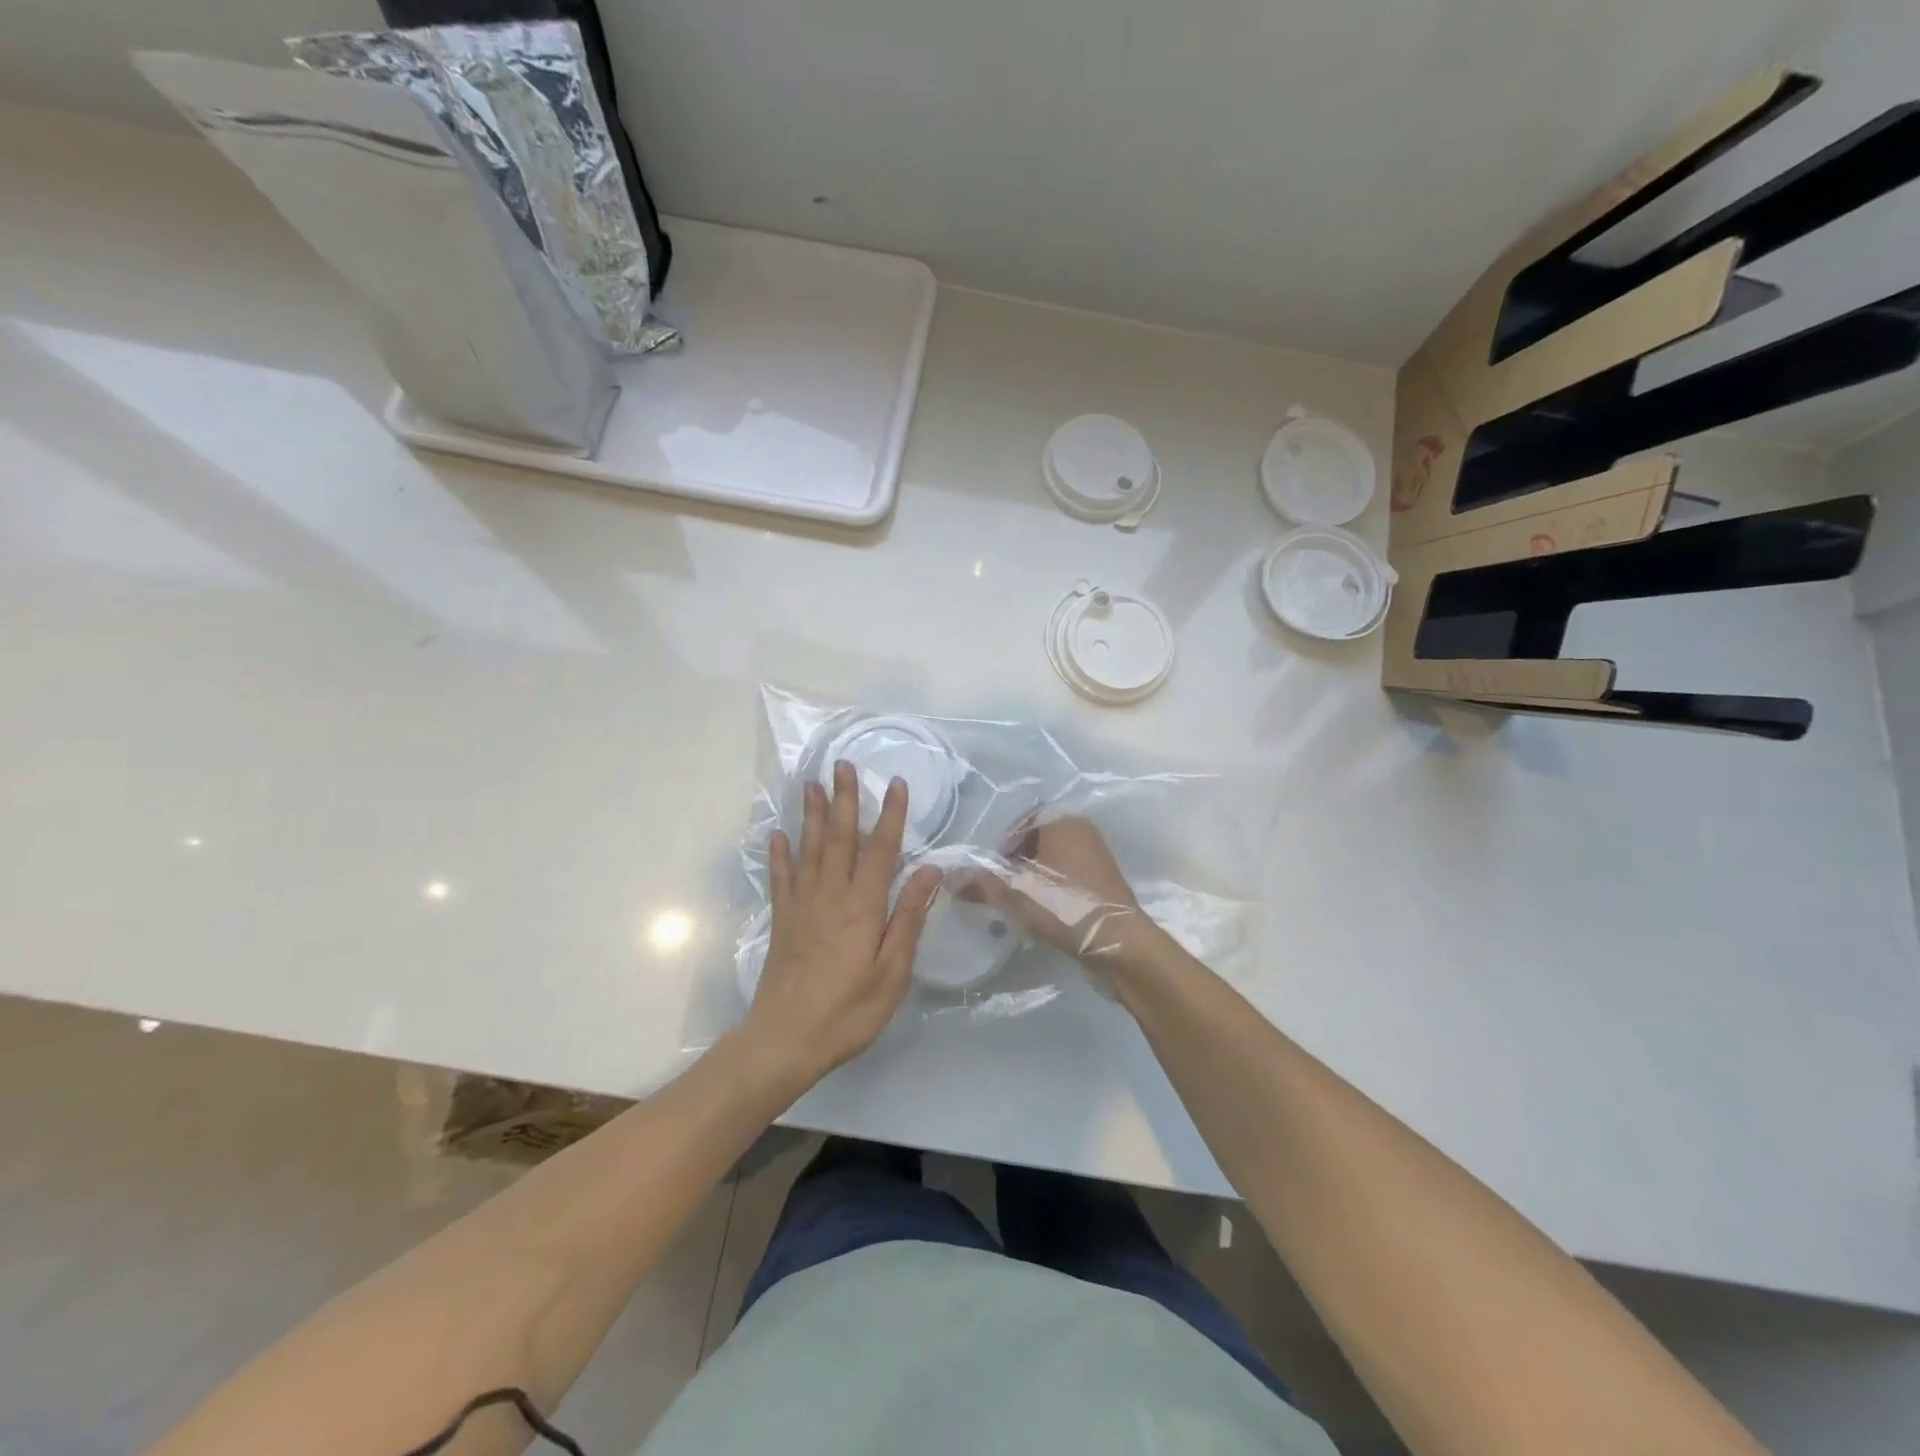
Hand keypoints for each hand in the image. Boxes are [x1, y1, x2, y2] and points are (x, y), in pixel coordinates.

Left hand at [742, 761, 941, 1086]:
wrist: (786, 1040)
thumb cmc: (849, 1011)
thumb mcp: (892, 971)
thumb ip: (908, 918)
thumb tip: (929, 871)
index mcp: (863, 907)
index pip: (881, 850)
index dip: (891, 815)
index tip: (896, 783)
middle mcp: (831, 895)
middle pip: (840, 838)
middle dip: (845, 799)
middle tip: (844, 765)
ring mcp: (802, 905)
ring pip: (809, 849)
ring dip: (812, 814)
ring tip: (812, 784)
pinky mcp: (782, 921)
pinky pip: (780, 878)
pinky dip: (780, 854)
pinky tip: (779, 834)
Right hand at [959, 816, 1164, 971]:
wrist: (1119, 943)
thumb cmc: (1065, 906)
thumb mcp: (1014, 893)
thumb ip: (979, 881)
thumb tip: (948, 877)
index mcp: (1062, 820)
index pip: (1020, 821)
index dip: (1000, 846)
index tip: (990, 872)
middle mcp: (1082, 830)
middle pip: (1035, 840)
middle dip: (1015, 863)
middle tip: (1001, 888)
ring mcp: (1096, 855)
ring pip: (1051, 859)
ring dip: (1032, 877)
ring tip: (1019, 903)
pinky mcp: (1103, 881)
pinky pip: (1067, 875)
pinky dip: (1051, 888)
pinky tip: (1043, 912)